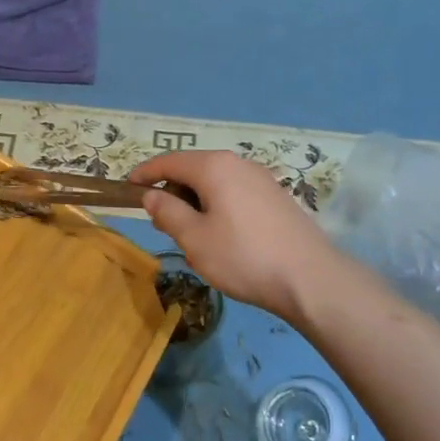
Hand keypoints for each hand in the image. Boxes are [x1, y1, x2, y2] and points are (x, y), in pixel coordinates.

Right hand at [132, 151, 350, 322]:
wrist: (311, 279)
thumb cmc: (244, 257)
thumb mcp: (194, 239)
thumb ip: (168, 212)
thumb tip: (152, 195)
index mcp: (213, 166)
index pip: (168, 161)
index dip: (145, 174)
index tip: (128, 187)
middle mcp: (237, 163)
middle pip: (193, 168)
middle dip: (172, 190)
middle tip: (160, 221)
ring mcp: (261, 178)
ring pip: (215, 181)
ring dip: (196, 200)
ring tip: (190, 233)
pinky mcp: (276, 196)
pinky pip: (234, 192)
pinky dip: (218, 205)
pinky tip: (222, 235)